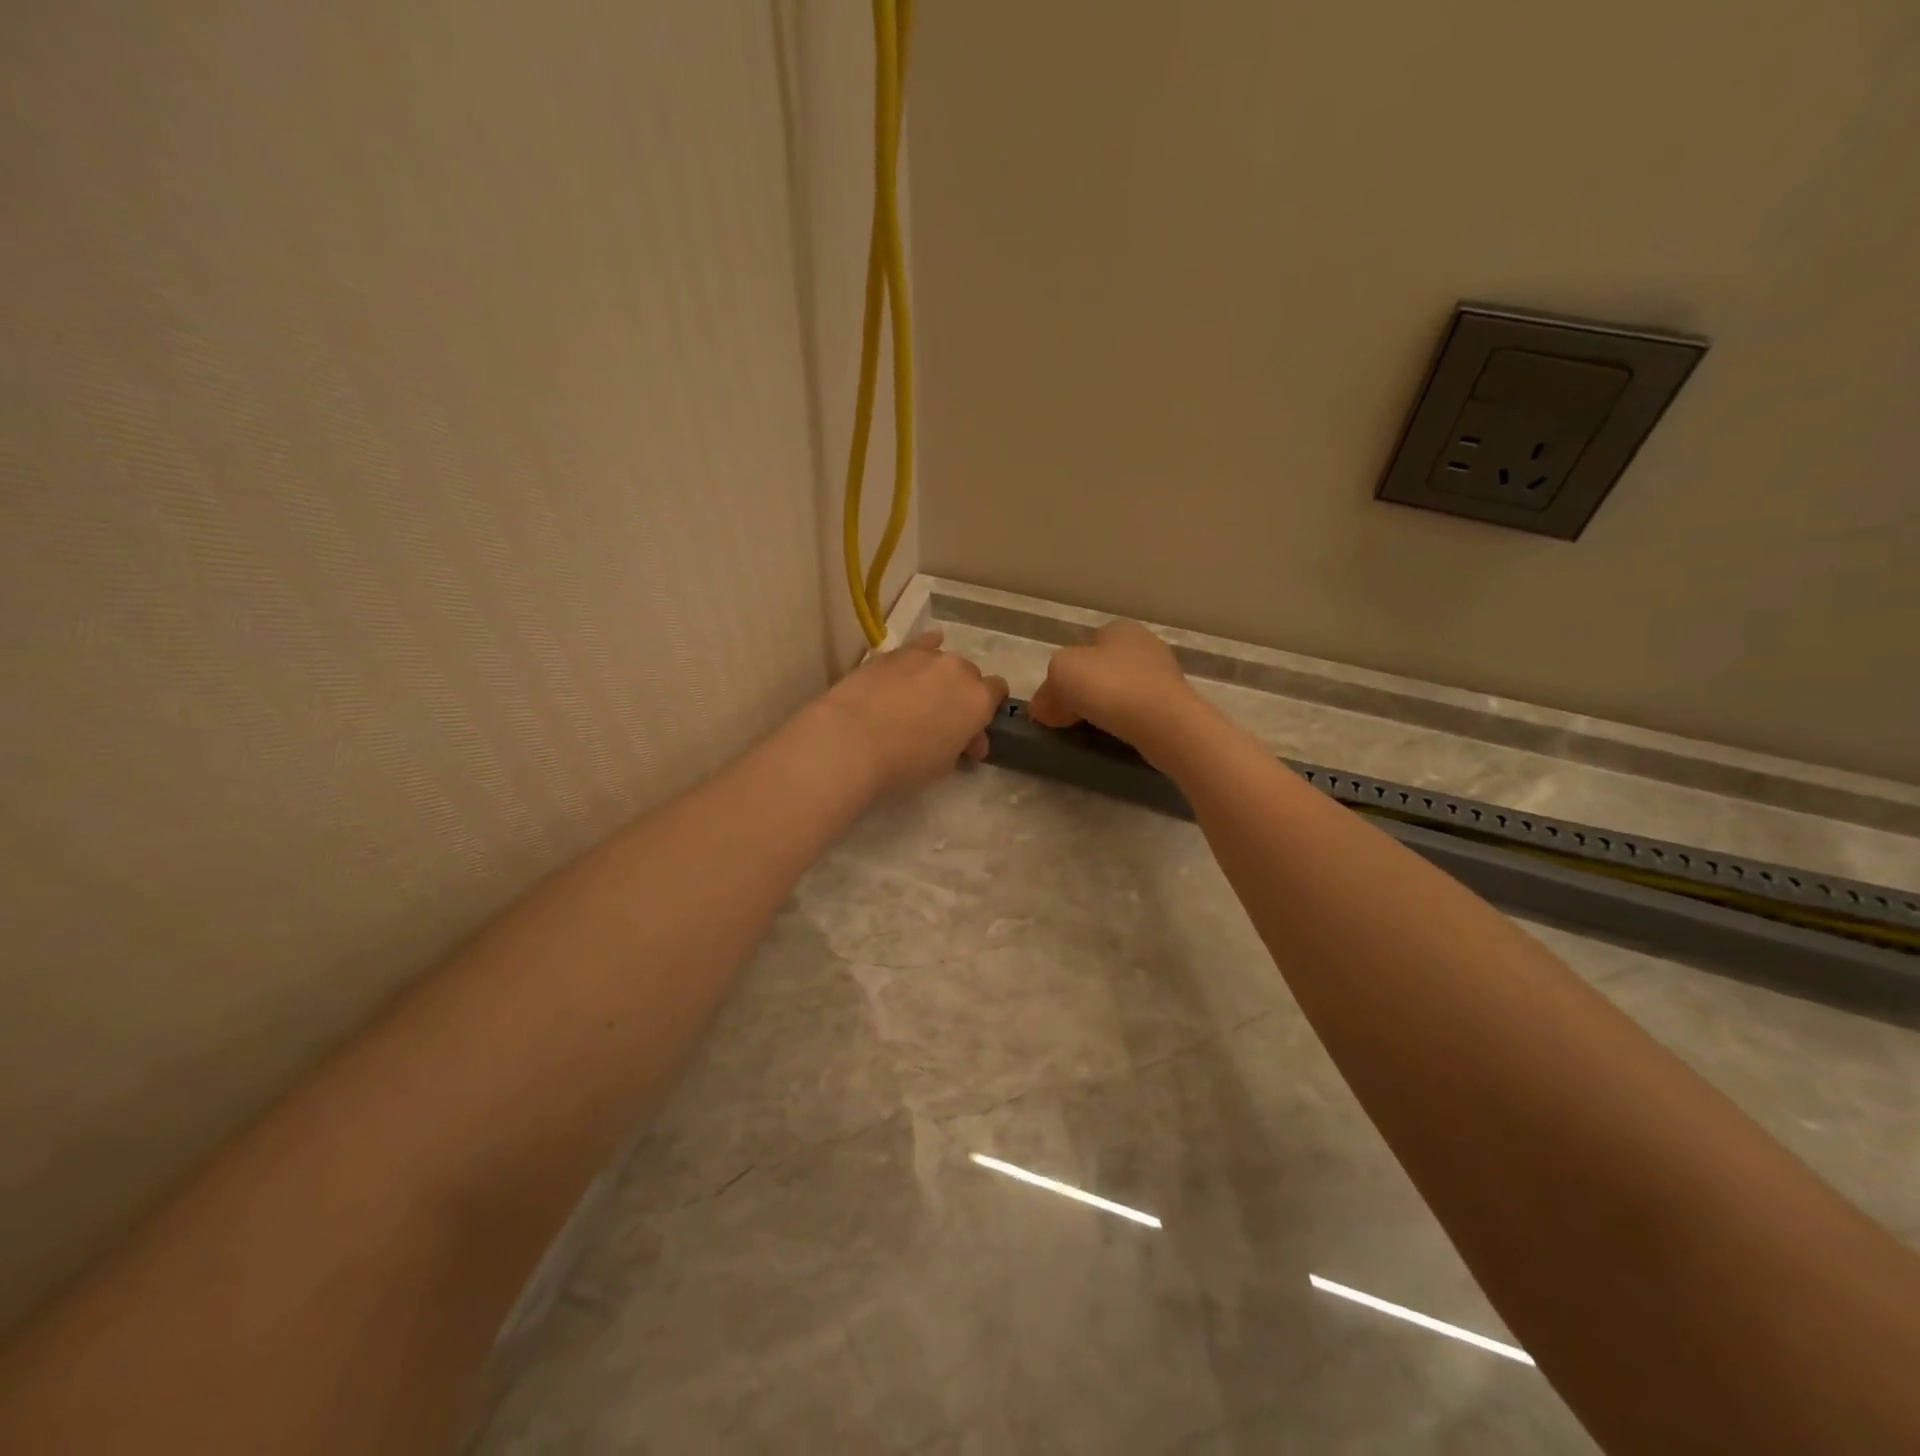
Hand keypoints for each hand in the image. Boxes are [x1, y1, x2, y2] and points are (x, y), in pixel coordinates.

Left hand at [819, 629, 1008, 795]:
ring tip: (920, 698)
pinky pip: (920, 644)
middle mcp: (958, 670)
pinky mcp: (894, 652)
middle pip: (970, 675)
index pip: (997, 693)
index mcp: (979, 699)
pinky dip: (923, 650)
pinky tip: (920, 654)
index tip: (970, 733)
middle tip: (942, 722)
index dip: (985, 712)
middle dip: (961, 695)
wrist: (851, 739)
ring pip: (943, 661)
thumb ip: (961, 744)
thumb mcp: (944, 764)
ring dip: (939, 677)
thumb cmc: (905, 762)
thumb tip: (966, 739)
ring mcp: (925, 656)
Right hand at [1028, 619, 1203, 757]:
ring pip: (1119, 691)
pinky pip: (1137, 710)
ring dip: (1103, 708)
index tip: (1053, 703)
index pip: (1080, 650)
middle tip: (1067, 719)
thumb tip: (1043, 708)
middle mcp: (1144, 644)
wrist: (1163, 722)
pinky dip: (1123, 721)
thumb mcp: (1060, 674)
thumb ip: (1047, 689)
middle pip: (1099, 671)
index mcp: (1118, 628)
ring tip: (1091, 730)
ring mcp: (1163, 674)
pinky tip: (1116, 735)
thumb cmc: (1108, 685)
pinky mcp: (1174, 703)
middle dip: (1082, 692)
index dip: (1062, 676)